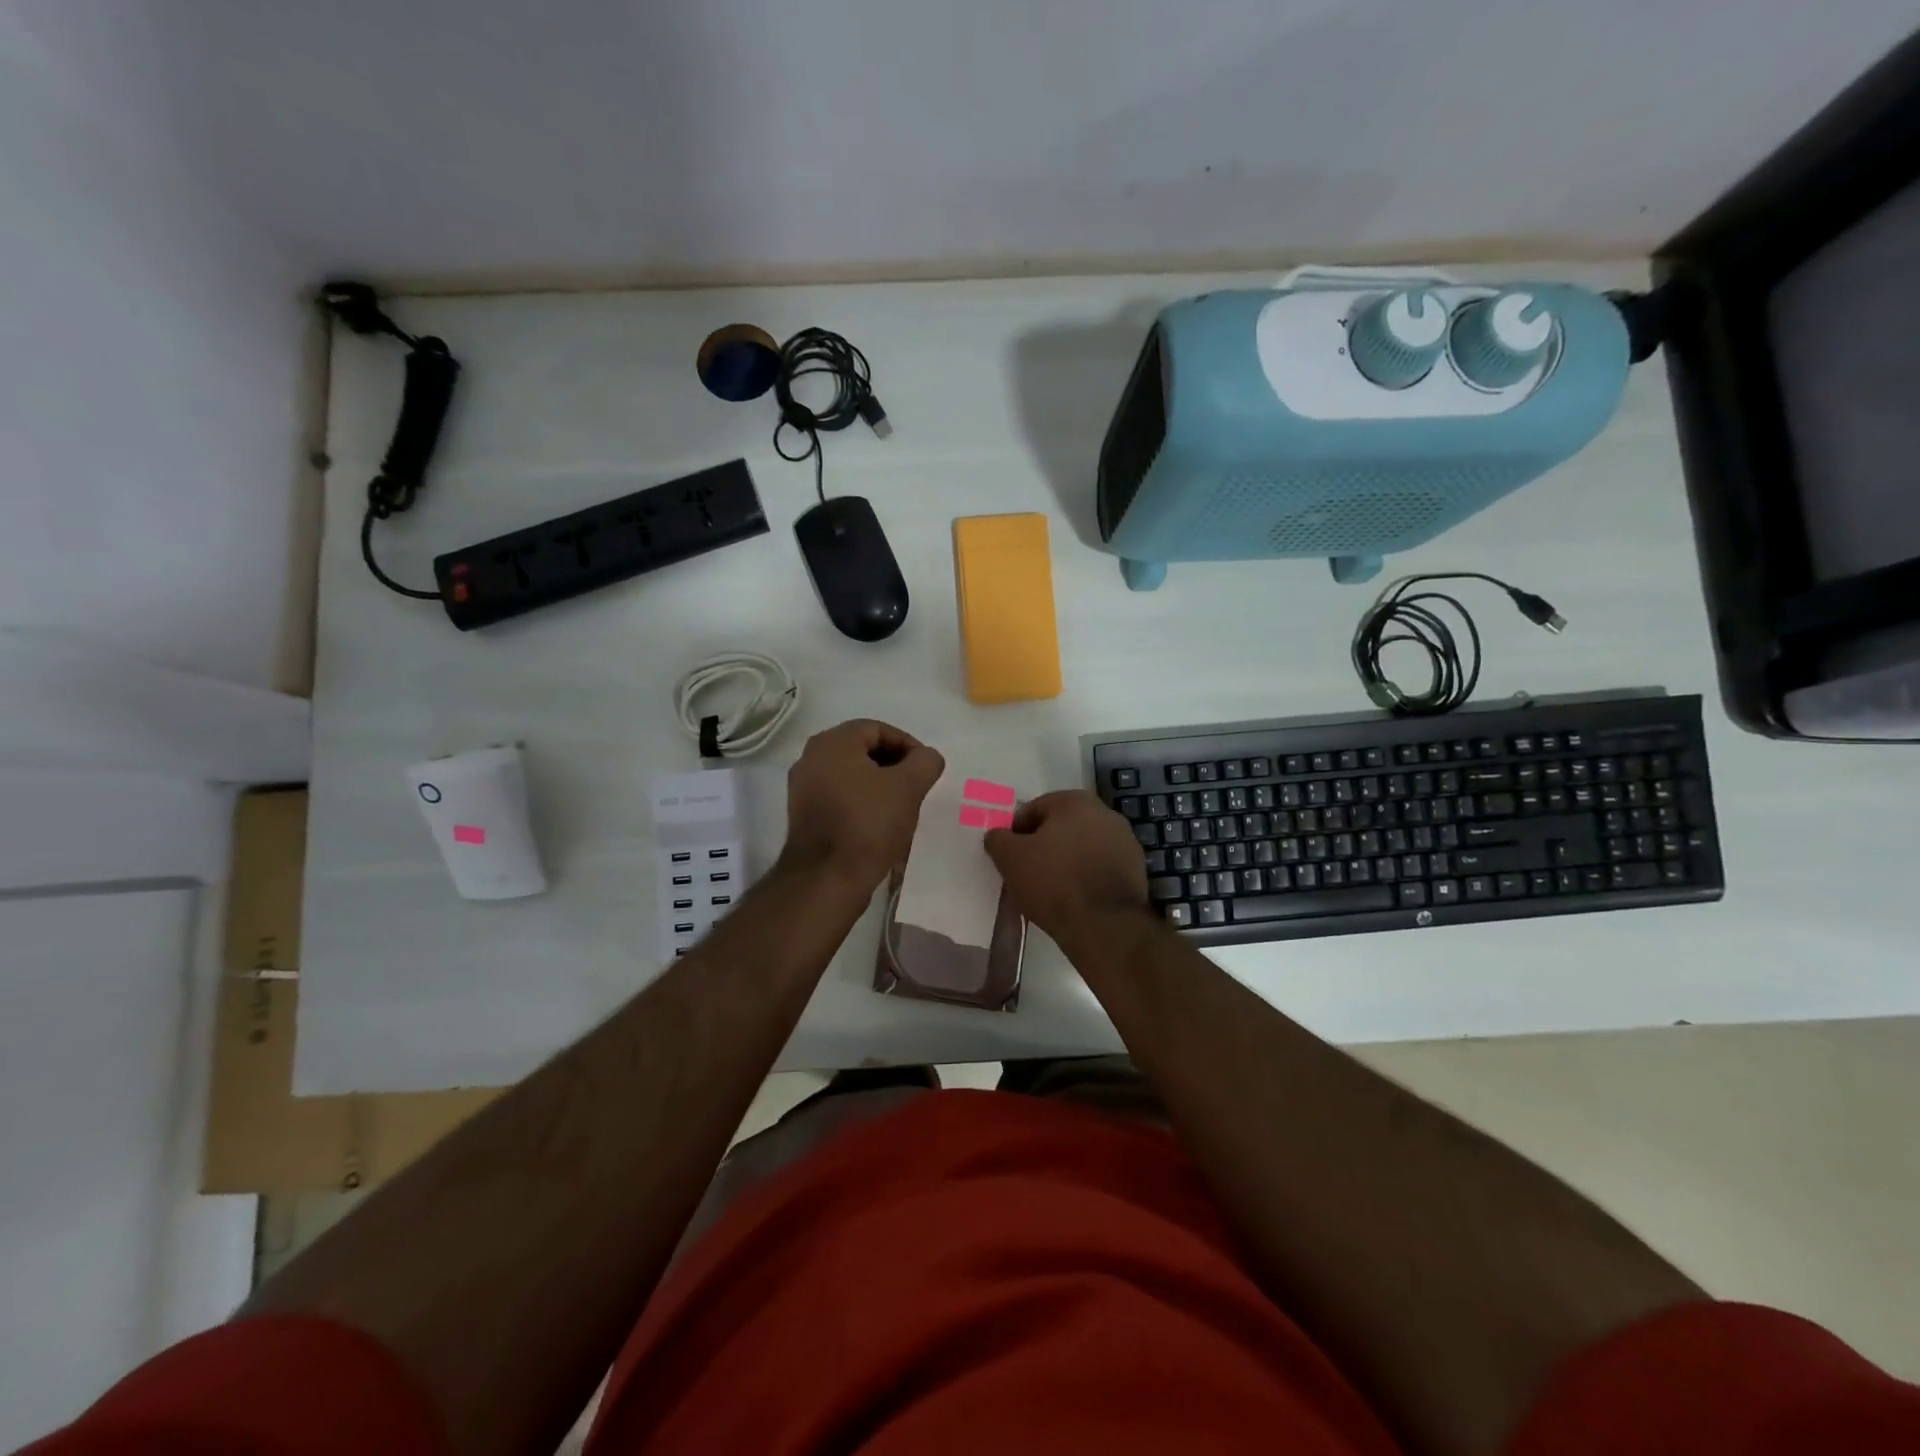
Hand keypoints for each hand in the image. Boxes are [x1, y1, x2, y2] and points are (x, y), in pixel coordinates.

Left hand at [779, 719, 944, 891]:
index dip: (908, 745)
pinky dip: (862, 803)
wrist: (827, 879)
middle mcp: (811, 759)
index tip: (926, 769)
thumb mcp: (909, 787)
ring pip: (852, 776)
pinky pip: (840, 798)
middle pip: (863, 751)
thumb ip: (925, 762)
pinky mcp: (805, 816)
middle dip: (894, 766)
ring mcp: (804, 789)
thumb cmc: (868, 823)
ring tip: (903, 807)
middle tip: (917, 787)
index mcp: (832, 743)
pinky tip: (881, 825)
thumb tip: (927, 757)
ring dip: (880, 786)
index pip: (878, 729)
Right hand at [984, 790, 1150, 947]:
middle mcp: (1105, 813)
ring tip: (1050, 889)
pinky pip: (1100, 867)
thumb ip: (998, 839)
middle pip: (1061, 826)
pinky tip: (1075, 898)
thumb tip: (997, 835)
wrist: (1105, 925)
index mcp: (1075, 801)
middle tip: (1028, 872)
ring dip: (1066, 860)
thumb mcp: (1011, 859)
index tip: (1009, 857)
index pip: (1034, 809)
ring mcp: (1125, 841)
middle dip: (1043, 845)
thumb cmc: (1053, 882)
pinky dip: (1086, 876)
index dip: (1016, 832)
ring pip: (1082, 847)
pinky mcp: (1136, 869)